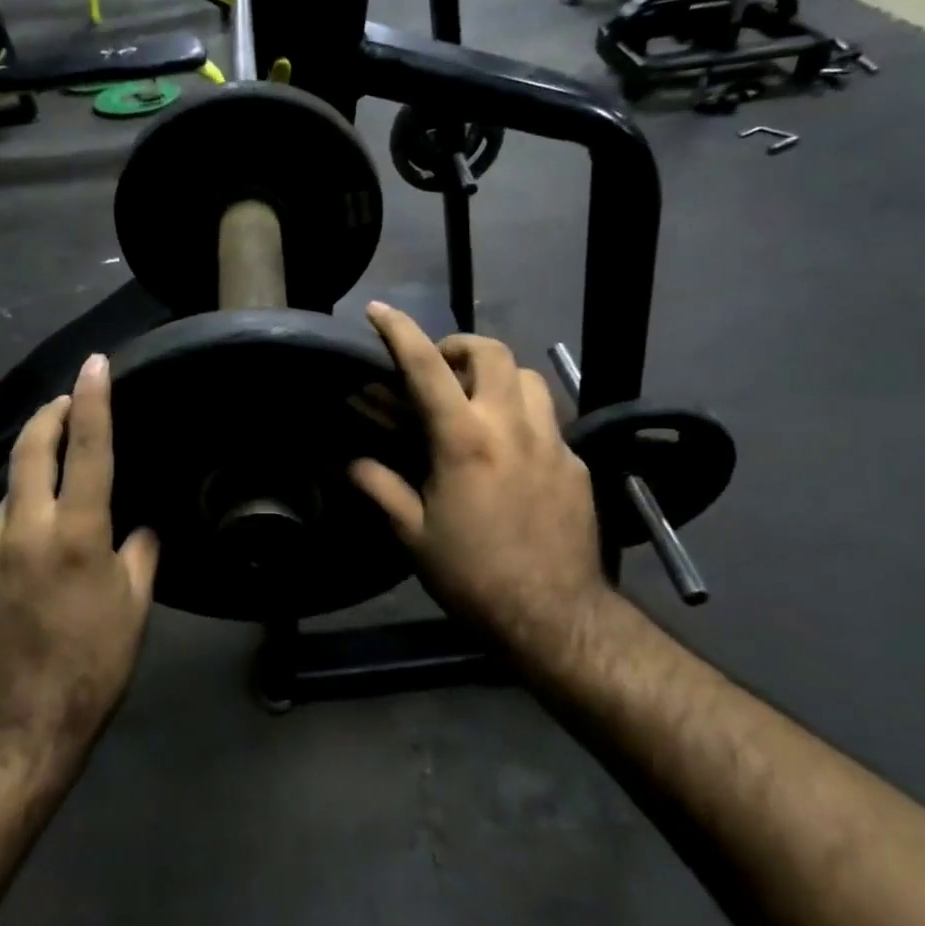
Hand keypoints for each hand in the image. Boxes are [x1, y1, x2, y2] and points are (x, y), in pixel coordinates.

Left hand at [0, 354, 158, 744]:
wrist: (27, 721)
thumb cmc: (97, 660)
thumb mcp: (136, 602)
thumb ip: (140, 550)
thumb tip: (138, 525)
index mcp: (75, 533)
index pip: (86, 450)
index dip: (93, 401)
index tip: (95, 364)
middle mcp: (24, 530)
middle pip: (29, 451)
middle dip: (47, 416)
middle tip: (65, 400)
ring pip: (10, 494)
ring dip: (32, 478)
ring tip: (56, 491)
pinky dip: (19, 526)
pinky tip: (34, 553)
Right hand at [350, 303, 609, 663]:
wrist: (552, 615)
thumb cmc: (471, 574)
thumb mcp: (412, 533)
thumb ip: (379, 486)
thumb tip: (347, 461)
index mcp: (464, 439)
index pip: (426, 366)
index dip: (399, 331)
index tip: (379, 310)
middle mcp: (511, 426)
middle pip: (492, 352)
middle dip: (460, 347)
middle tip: (439, 371)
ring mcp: (552, 441)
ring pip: (528, 377)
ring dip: (497, 376)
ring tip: (477, 403)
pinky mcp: (576, 462)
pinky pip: (549, 418)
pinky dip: (522, 416)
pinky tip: (509, 451)